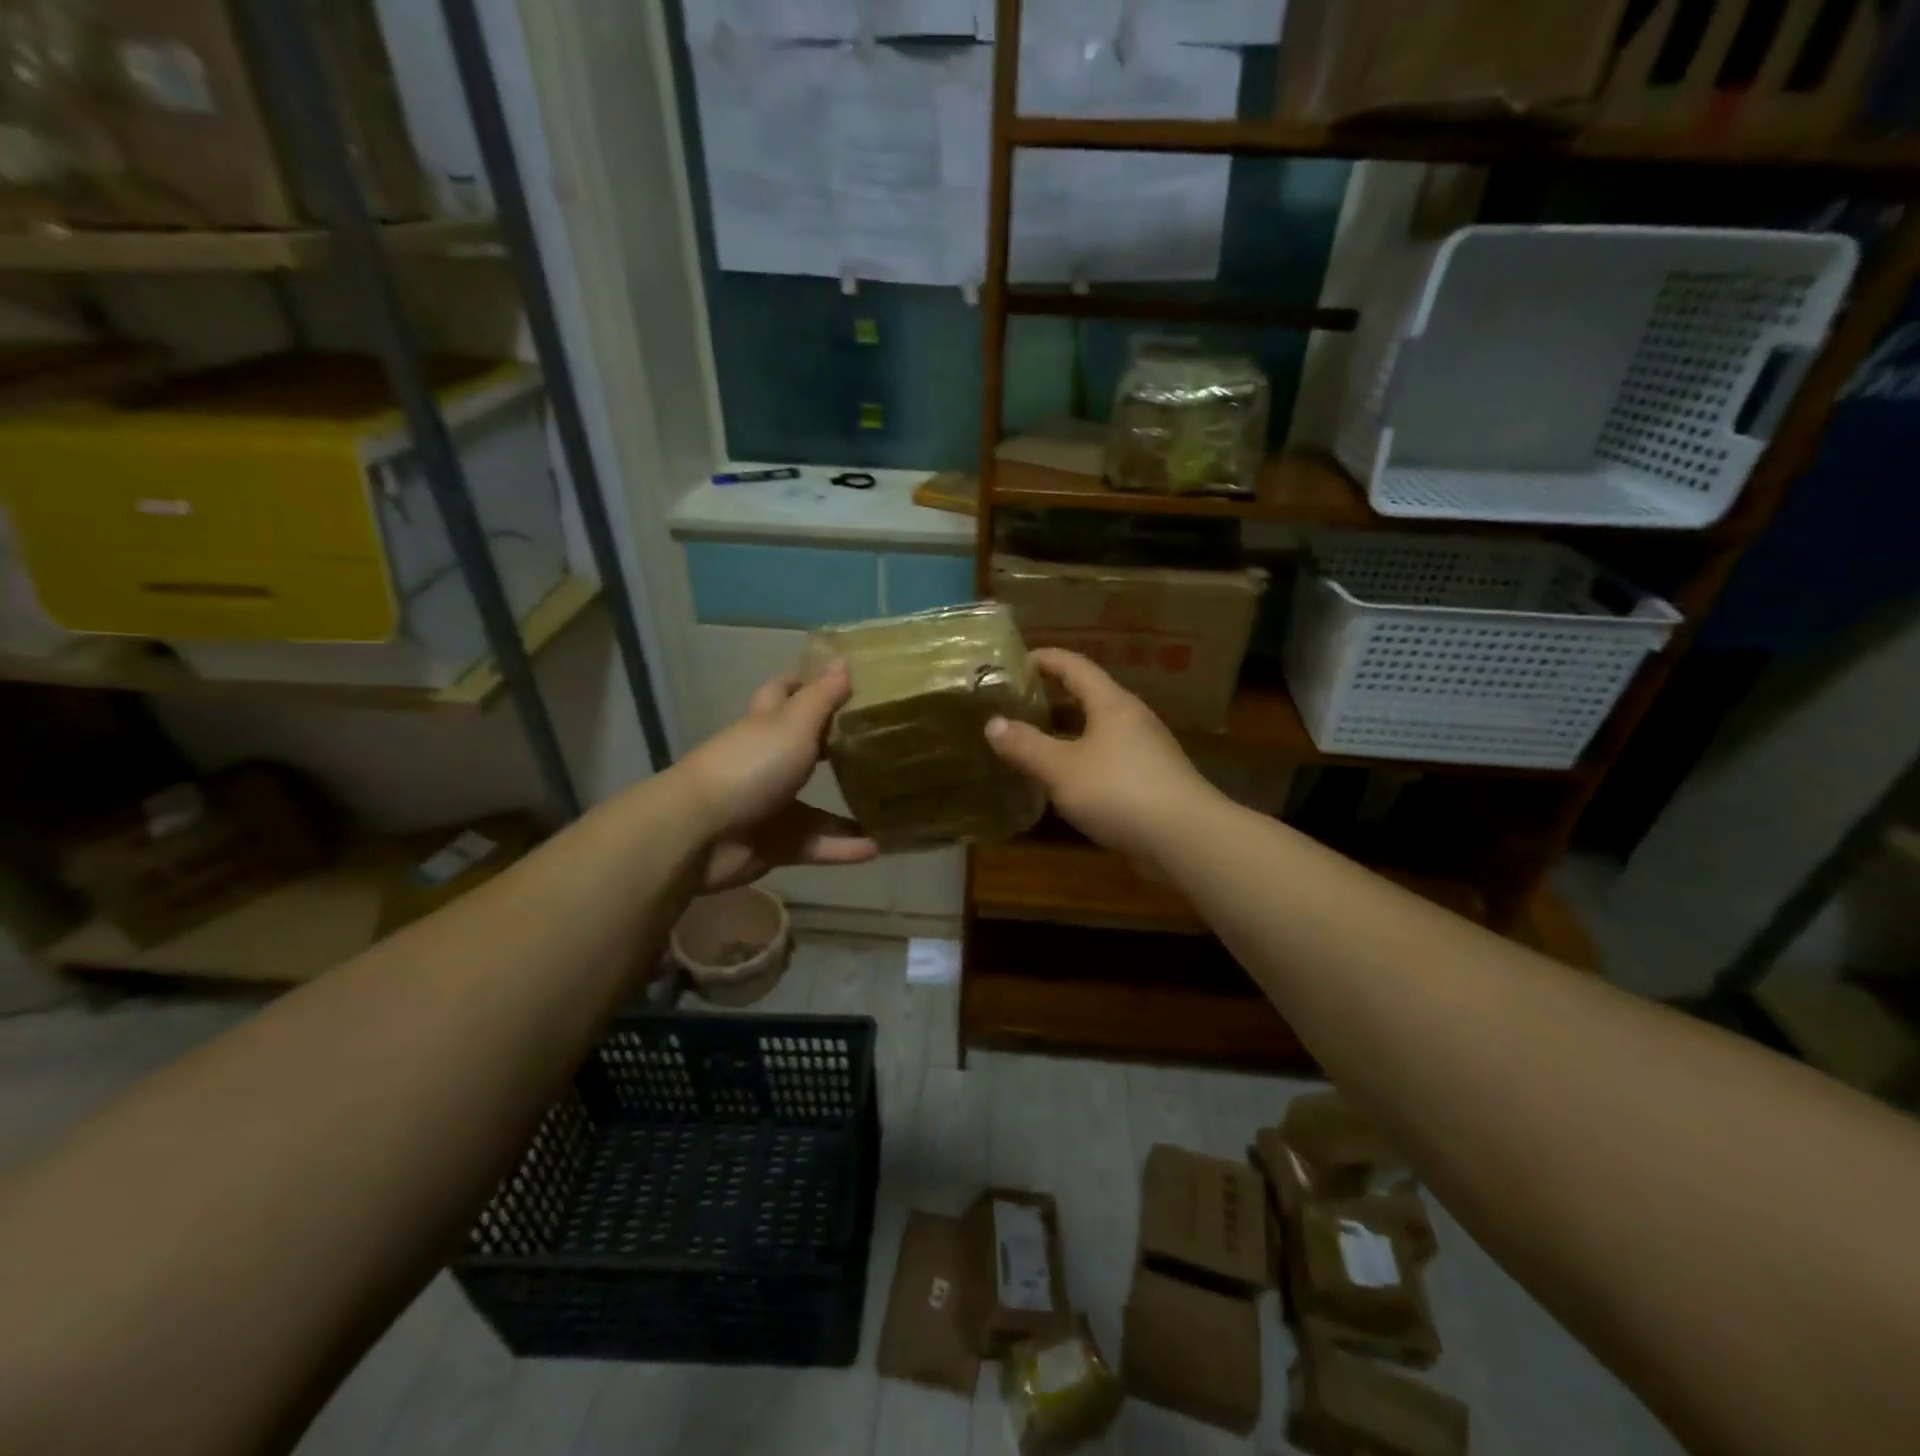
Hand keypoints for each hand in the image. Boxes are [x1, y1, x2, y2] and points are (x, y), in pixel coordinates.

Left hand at [679, 662, 879, 892]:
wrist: (700, 833)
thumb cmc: (749, 766)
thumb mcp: (793, 725)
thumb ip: (822, 698)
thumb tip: (843, 660)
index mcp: (767, 725)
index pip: (785, 692)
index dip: (808, 682)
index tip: (846, 680)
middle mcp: (769, 762)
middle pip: (807, 750)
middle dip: (840, 748)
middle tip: (885, 746)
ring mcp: (772, 805)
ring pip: (818, 806)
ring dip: (850, 809)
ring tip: (892, 808)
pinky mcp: (776, 843)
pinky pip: (817, 845)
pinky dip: (844, 848)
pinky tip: (878, 847)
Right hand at [985, 648, 1217, 867]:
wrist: (1185, 838)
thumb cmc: (1119, 791)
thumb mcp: (1061, 768)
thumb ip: (1025, 745)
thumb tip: (992, 723)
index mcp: (1111, 703)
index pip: (1075, 666)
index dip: (1045, 659)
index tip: (1015, 661)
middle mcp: (1131, 719)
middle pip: (1088, 697)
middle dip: (1052, 698)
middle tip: (1016, 705)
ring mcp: (1145, 751)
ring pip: (1097, 731)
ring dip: (1066, 733)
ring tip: (1032, 742)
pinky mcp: (1150, 781)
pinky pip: (1107, 759)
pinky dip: (1081, 760)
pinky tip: (1063, 781)